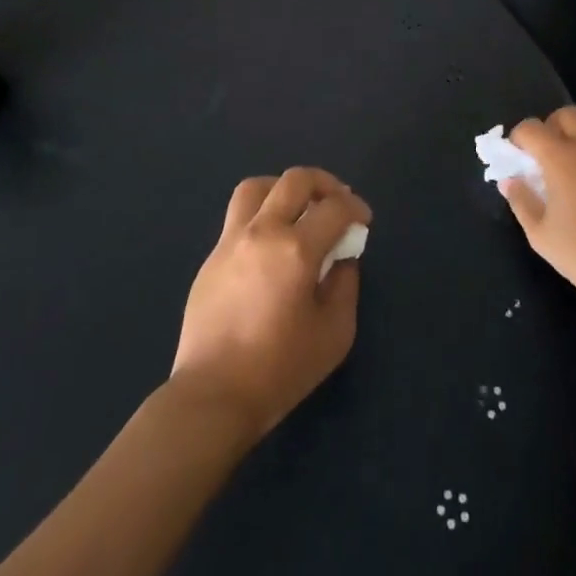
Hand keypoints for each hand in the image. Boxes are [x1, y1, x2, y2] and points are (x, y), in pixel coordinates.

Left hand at [170, 167, 371, 441]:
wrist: (214, 395)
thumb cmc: (281, 369)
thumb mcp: (335, 332)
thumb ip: (344, 285)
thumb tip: (341, 258)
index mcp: (296, 249)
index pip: (335, 207)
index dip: (356, 208)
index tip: (363, 222)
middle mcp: (262, 232)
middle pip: (294, 180)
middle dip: (325, 183)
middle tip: (337, 202)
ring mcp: (231, 241)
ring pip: (257, 187)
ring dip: (284, 189)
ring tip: (298, 209)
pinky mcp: (211, 257)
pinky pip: (239, 216)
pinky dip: (262, 214)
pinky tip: (272, 244)